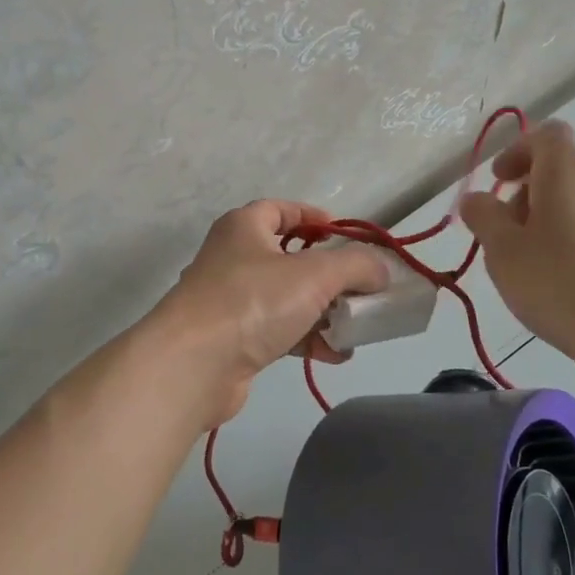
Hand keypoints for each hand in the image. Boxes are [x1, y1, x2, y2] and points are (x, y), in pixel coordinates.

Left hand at [148, 200, 390, 428]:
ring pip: (287, 298)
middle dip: (328, 274)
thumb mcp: (315, 273)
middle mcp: (233, 258)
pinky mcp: (233, 339)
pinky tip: (334, 355)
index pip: (281, 209)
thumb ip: (355, 265)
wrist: (194, 365)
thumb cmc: (253, 301)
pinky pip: (278, 331)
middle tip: (360, 287)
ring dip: (322, 311)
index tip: (345, 235)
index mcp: (244, 227)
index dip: (314, 217)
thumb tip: (380, 269)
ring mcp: (230, 301)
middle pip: (289, 257)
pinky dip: (306, 339)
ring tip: (355, 327)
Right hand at [458, 120, 574, 379]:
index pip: (547, 135)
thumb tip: (477, 199)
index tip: (499, 180)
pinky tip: (556, 282)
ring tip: (525, 262)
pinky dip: (568, 242)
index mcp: (565, 173)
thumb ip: (483, 216)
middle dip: (525, 191)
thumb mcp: (502, 248)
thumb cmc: (558, 279)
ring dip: (545, 219)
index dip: (518, 150)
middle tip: (503, 229)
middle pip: (559, 169)